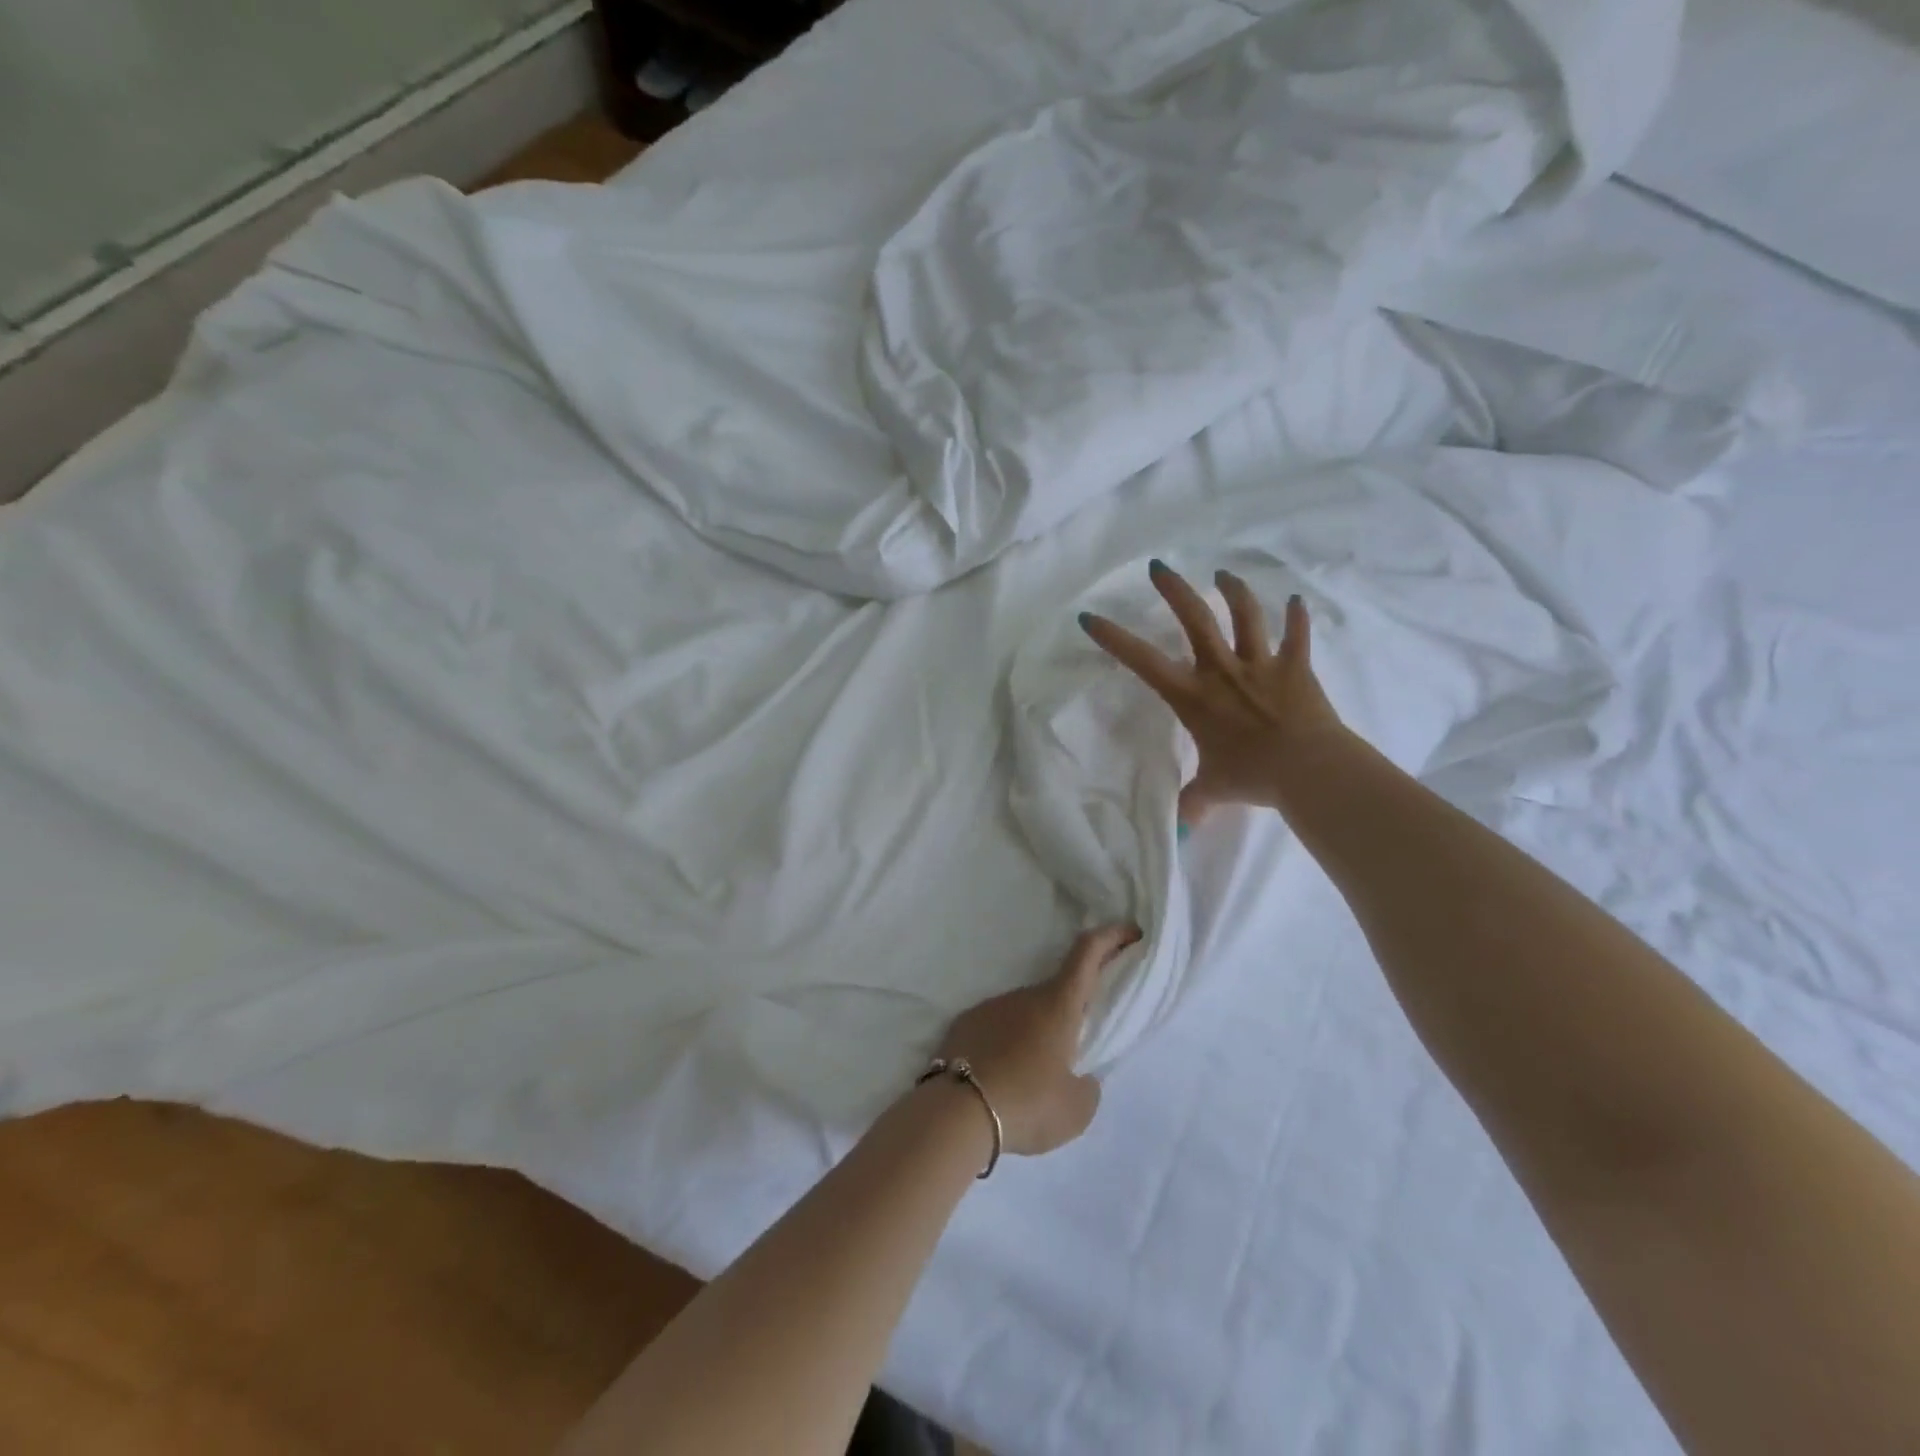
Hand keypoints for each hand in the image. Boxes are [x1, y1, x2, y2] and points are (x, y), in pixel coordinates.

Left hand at [935, 924, 1140, 1155]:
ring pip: (1025, 1012)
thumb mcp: (1077, 1109)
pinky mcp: (965, 1023)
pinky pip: (996, 1027)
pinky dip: (1006, 1043)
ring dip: (1037, 1032)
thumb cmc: (1027, 1103)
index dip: (1111, 937)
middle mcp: (1024, 995)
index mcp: (1058, 1005)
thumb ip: (1087, 1086)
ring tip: (1035, 1075)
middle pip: (1057, 991)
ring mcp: (991, 1006)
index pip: (1087, 954)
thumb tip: (1078, 1076)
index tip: (1130, 932)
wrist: (956, 1112)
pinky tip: (1003, 1075)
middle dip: (1072, 1010)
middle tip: (1079, 1044)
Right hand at [1079, 559, 1346, 824]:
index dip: (1114, 638)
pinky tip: (1296, 601)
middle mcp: (1222, 671)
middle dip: (1173, 590)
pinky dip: (1297, 618)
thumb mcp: (1214, 789)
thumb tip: (1181, 829)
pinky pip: (1297, 636)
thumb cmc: (1252, 777)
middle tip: (1158, 567)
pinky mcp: (1296, 668)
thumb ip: (1194, 801)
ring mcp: (1261, 665)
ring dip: (1233, 591)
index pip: (1144, 662)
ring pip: (1245, 616)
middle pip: (1194, 619)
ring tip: (1222, 574)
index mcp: (1193, 697)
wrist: (1308, 770)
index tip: (1091, 616)